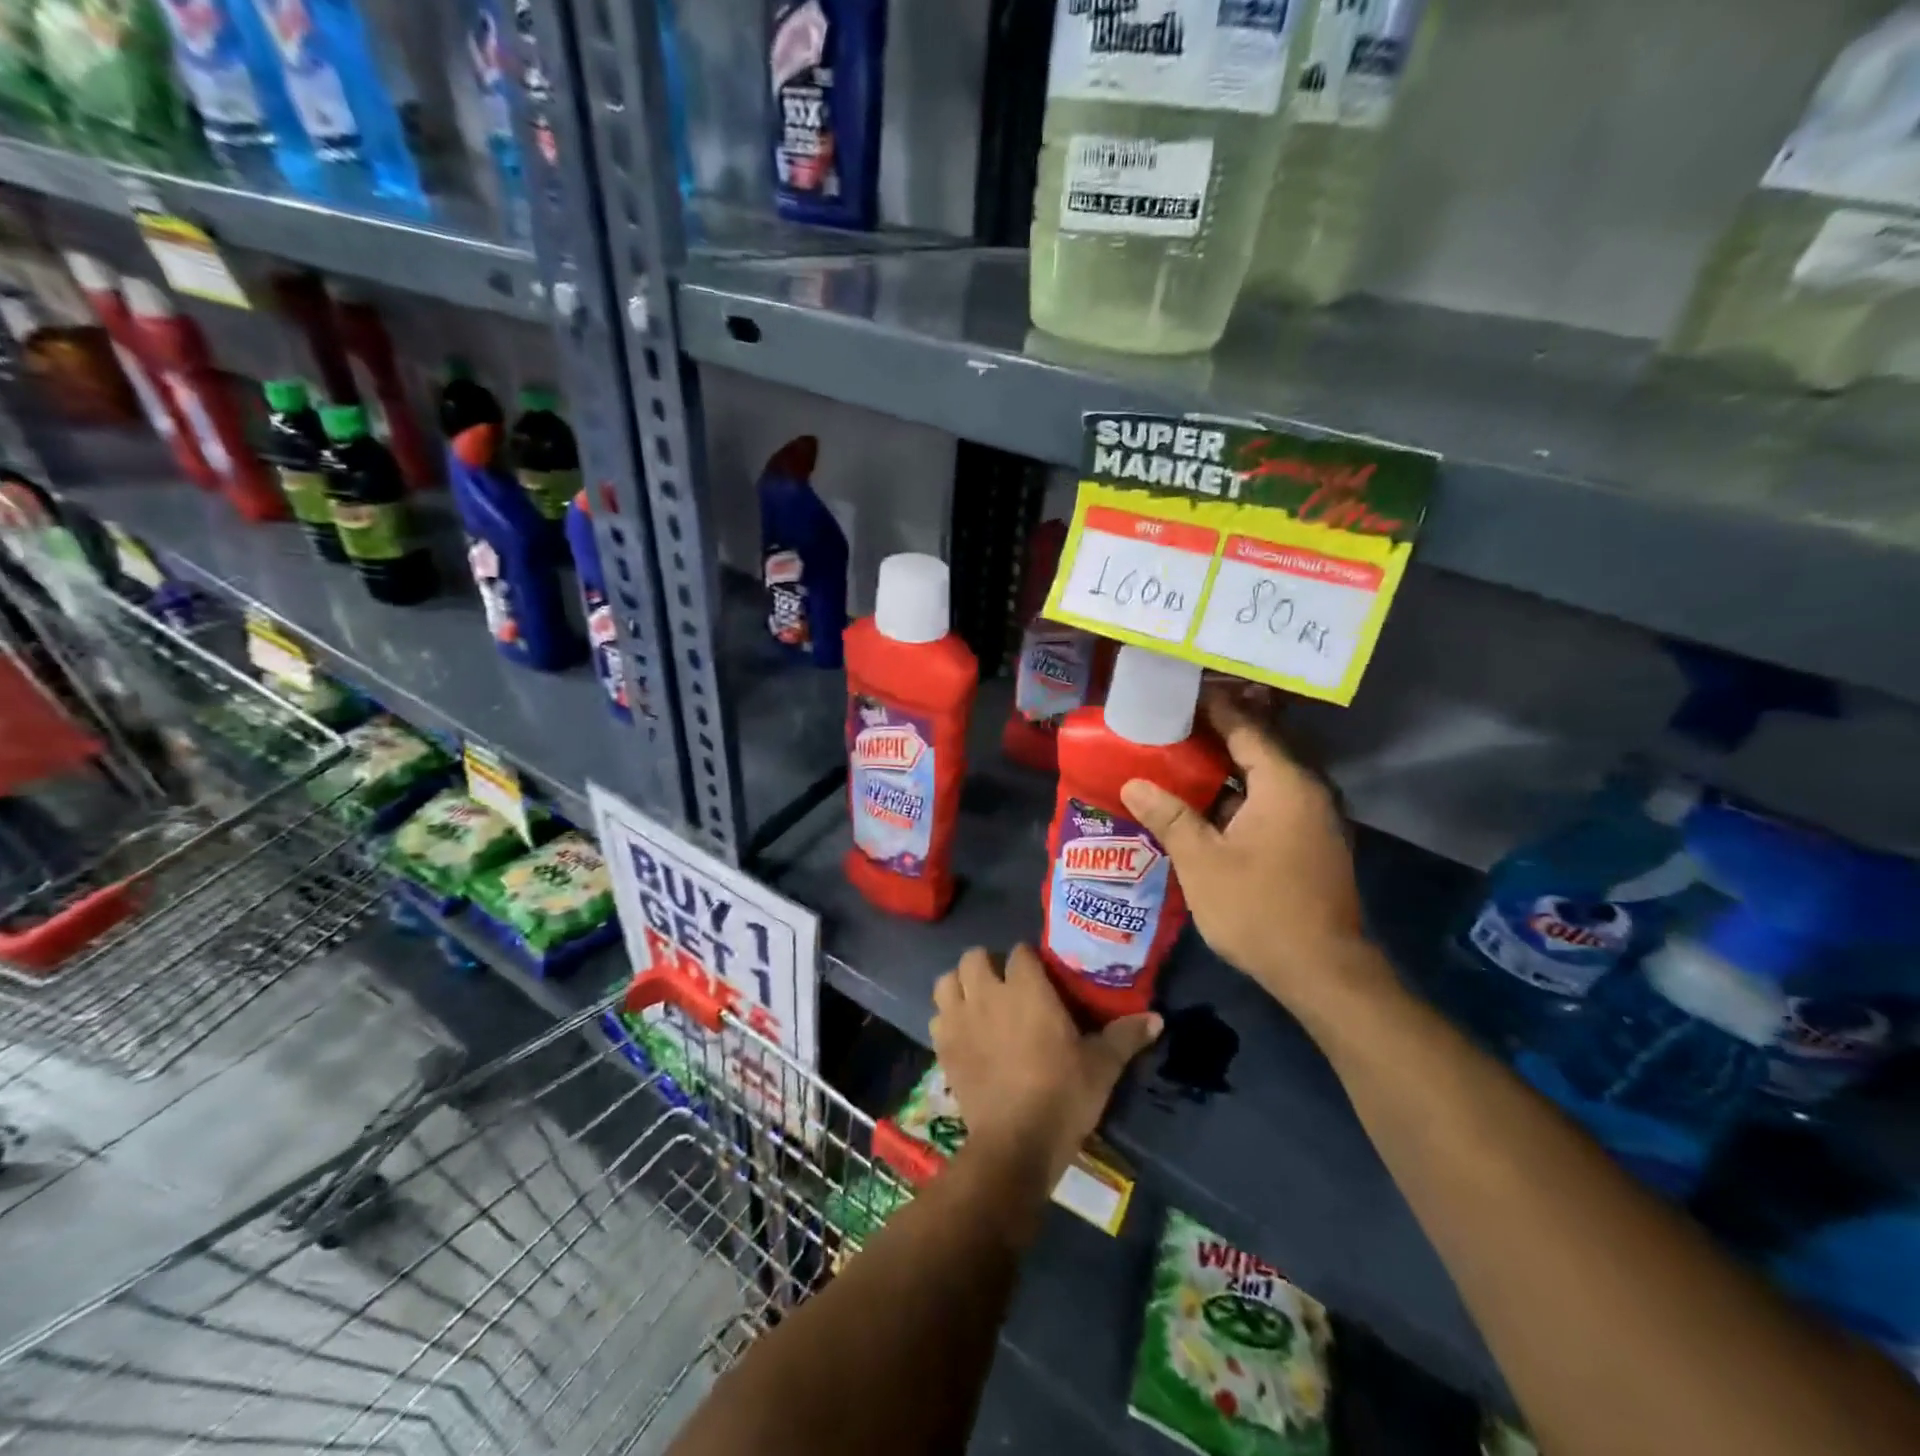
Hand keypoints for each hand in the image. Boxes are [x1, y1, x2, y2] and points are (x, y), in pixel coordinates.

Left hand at [931, 945, 1159, 1185]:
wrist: (1016, 1143)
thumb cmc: (1063, 1095)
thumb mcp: (1101, 1066)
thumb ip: (1125, 1036)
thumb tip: (1158, 1019)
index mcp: (1026, 988)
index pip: (1020, 953)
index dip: (1029, 962)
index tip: (1040, 978)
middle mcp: (988, 993)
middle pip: (975, 957)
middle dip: (987, 965)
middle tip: (1005, 987)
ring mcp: (960, 1019)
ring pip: (946, 981)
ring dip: (960, 986)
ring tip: (977, 1003)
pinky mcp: (943, 1046)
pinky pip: (937, 1017)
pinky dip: (947, 1019)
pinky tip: (964, 1035)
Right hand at [1120, 688, 1378, 1017]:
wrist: (1322, 971)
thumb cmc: (1259, 909)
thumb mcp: (1203, 862)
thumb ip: (1169, 816)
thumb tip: (1134, 783)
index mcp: (1284, 784)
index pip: (1246, 727)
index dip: (1212, 707)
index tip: (1178, 692)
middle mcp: (1306, 791)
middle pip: (1257, 746)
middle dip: (1215, 733)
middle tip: (1170, 722)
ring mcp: (1312, 817)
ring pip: (1263, 776)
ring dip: (1225, 766)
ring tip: (1179, 756)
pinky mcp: (1310, 841)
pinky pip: (1270, 800)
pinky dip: (1238, 793)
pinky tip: (1205, 802)